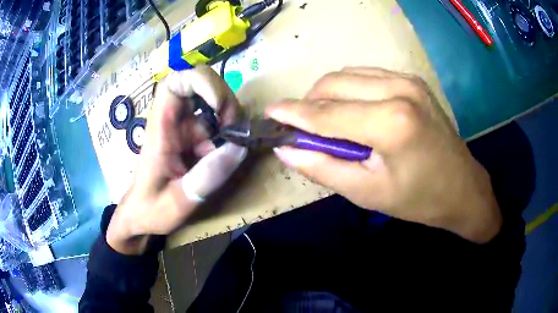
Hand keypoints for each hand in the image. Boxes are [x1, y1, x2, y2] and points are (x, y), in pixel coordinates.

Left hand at [106, 66, 246, 254]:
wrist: (142, 216)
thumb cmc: (151, 209)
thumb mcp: (178, 202)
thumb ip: (206, 178)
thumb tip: (239, 148)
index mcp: (161, 128)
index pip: (174, 82)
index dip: (200, 81)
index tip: (220, 107)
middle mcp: (173, 121)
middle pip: (200, 84)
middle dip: (224, 99)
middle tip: (236, 129)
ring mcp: (185, 128)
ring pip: (213, 103)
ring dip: (231, 116)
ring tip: (238, 144)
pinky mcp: (194, 139)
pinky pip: (217, 125)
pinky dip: (231, 133)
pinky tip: (234, 151)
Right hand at [267, 67, 500, 243]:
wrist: (462, 188)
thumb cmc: (418, 200)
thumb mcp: (367, 193)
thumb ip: (322, 168)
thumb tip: (285, 150)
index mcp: (391, 122)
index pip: (327, 113)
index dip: (292, 113)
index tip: (269, 113)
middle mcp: (399, 89)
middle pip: (333, 85)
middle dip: (309, 104)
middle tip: (303, 130)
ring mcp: (407, 80)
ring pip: (347, 75)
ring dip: (327, 96)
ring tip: (328, 123)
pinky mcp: (412, 80)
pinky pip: (366, 75)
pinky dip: (348, 90)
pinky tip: (352, 111)